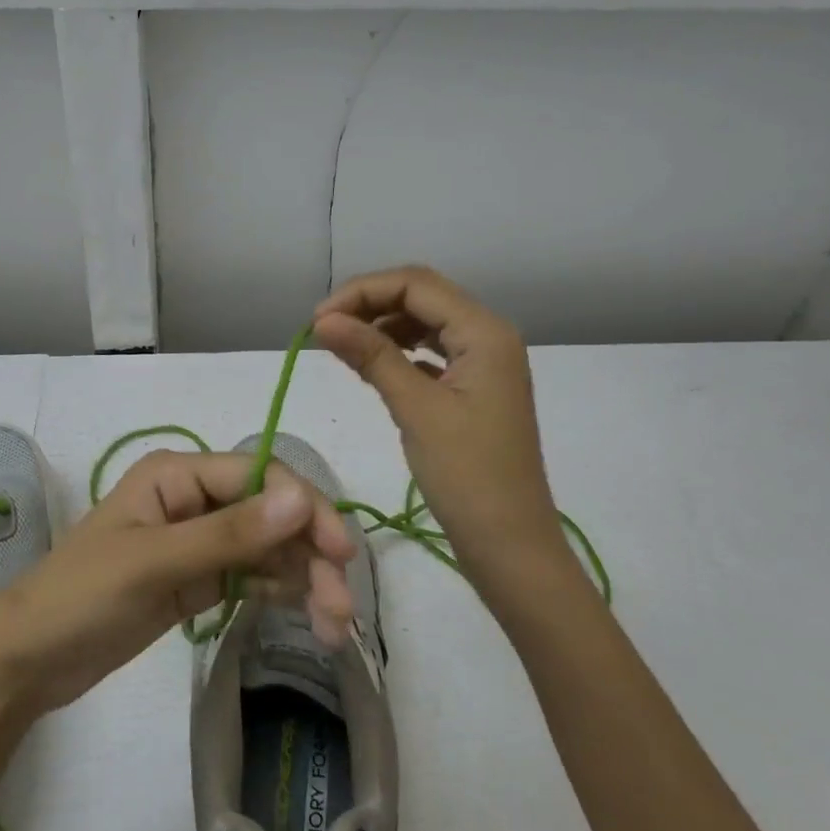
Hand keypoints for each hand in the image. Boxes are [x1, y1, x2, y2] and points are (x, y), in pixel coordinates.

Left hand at [0, 451, 357, 717]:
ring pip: (268, 548)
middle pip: (271, 514)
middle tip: (341, 608)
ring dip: (304, 579)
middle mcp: (194, 498)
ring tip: (332, 628)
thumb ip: (229, 534)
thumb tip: (301, 498)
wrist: (27, 661)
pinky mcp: (198, 578)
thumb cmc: (81, 597)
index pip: (260, 477)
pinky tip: (306, 617)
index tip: (341, 553)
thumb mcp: (154, 563)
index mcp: (178, 474)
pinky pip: (252, 575)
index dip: (305, 508)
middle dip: (309, 554)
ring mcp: (198, 540)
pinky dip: (281, 592)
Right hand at [315, 265, 567, 581]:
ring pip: (425, 324)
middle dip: (370, 305)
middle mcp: (489, 336)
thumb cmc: (467, 476)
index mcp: (485, 332)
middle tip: (324, 330)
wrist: (510, 545)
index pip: (416, 284)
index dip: (362, 292)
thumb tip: (322, 320)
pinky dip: (399, 352)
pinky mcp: (473, 389)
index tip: (318, 320)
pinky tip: (372, 366)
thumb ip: (371, 356)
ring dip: (382, 327)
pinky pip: (431, 353)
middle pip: (422, 297)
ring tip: (342, 347)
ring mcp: (484, 363)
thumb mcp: (416, 409)